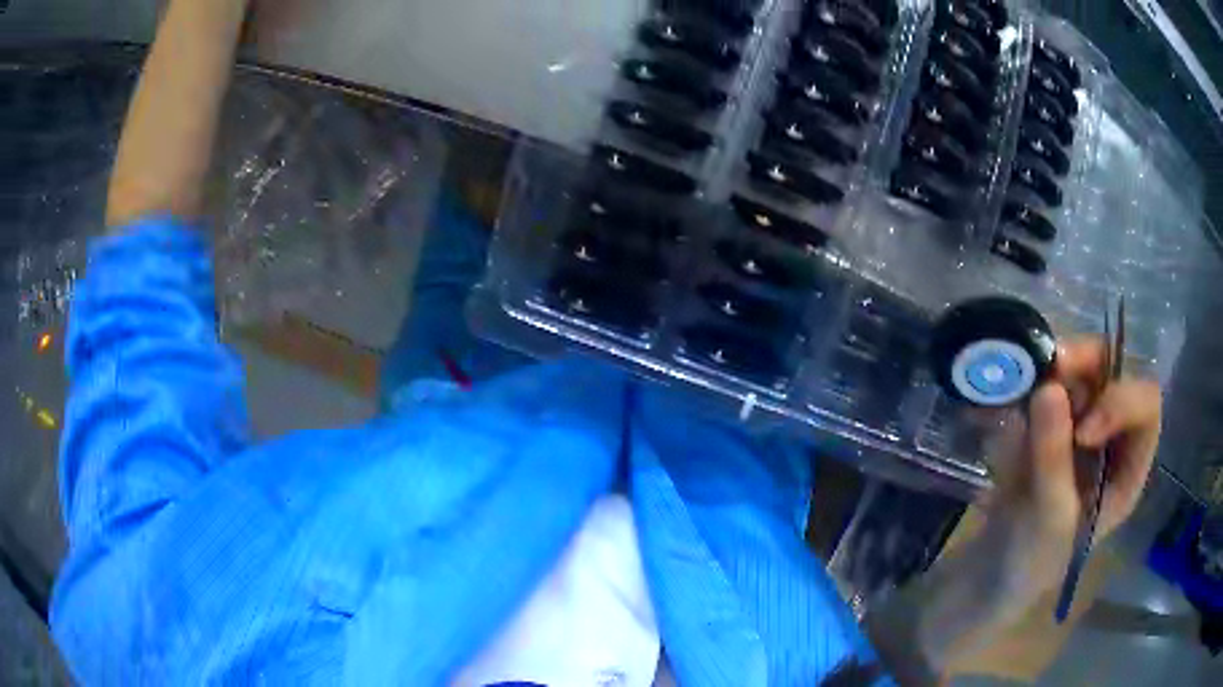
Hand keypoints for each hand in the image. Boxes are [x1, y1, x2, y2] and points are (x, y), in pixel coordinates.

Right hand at [866, 338, 1162, 683]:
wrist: (990, 570)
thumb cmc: (1032, 561)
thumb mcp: (1048, 522)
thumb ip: (1053, 461)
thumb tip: (1048, 388)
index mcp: (1128, 466)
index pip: (1146, 408)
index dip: (1121, 402)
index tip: (1082, 429)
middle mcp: (1110, 435)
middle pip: (1112, 373)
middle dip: (1085, 364)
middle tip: (1051, 367)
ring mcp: (1077, 422)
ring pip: (1078, 368)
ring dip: (1053, 367)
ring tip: (1021, 385)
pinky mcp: (1046, 420)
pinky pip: (1045, 381)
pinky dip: (1028, 379)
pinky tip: (1008, 397)